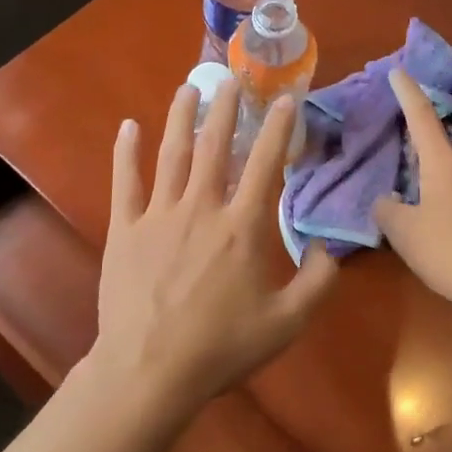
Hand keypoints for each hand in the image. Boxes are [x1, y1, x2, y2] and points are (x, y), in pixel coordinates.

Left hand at [92, 79, 337, 415]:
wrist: (149, 372)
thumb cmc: (221, 347)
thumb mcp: (287, 323)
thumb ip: (318, 282)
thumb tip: (327, 248)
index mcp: (242, 226)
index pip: (266, 164)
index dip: (279, 128)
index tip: (286, 99)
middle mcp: (202, 208)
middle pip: (215, 146)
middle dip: (226, 109)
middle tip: (232, 79)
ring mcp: (159, 215)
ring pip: (172, 154)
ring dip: (181, 117)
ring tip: (189, 88)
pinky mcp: (125, 229)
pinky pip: (125, 182)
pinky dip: (125, 152)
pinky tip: (127, 126)